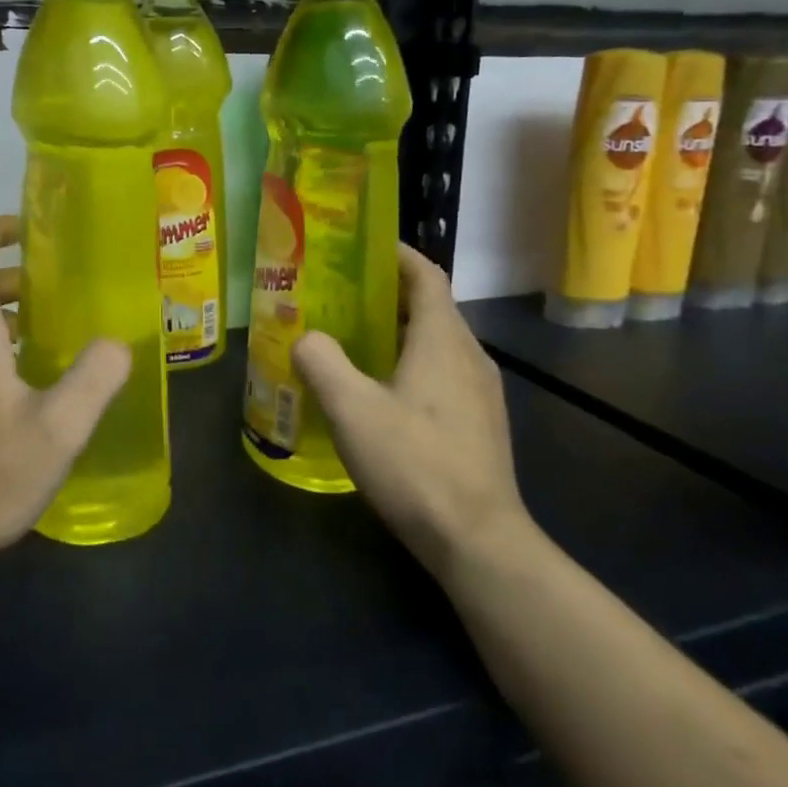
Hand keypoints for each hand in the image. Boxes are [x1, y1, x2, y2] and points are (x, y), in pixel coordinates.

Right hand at [292, 245, 528, 579]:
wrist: (477, 540)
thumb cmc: (415, 463)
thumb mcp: (351, 409)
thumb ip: (322, 361)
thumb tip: (306, 337)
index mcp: (443, 339)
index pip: (426, 274)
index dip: (397, 254)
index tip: (362, 246)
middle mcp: (469, 355)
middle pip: (430, 307)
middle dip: (387, 295)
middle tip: (340, 297)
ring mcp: (481, 392)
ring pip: (437, 344)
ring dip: (398, 333)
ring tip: (352, 342)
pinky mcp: (480, 423)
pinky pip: (443, 374)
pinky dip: (411, 365)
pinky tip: (380, 395)